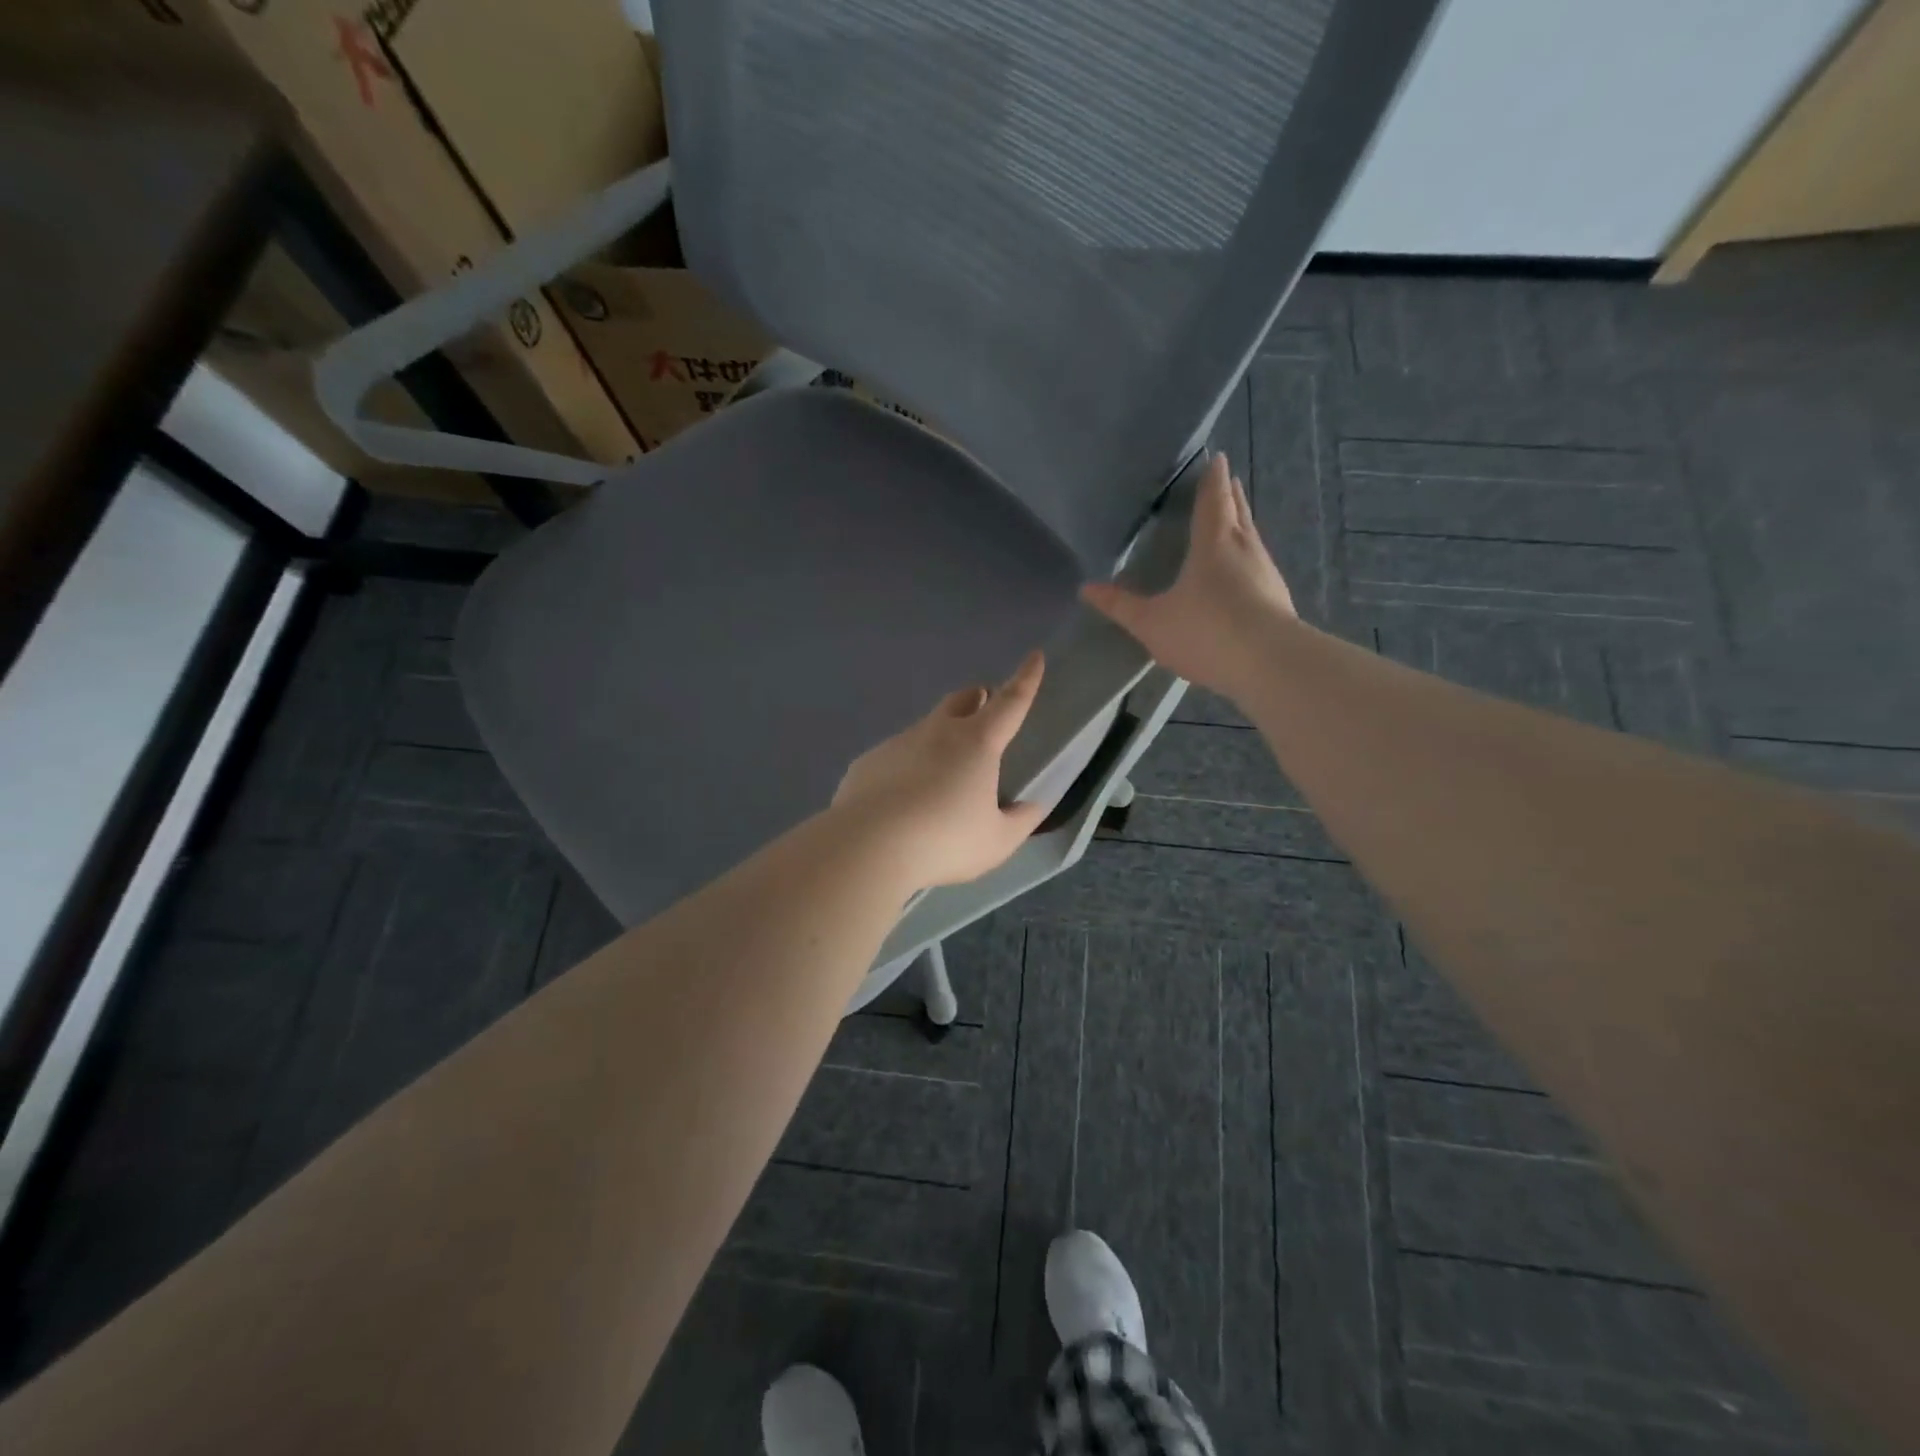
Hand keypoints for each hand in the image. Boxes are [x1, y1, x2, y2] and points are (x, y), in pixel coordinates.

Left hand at [832, 651, 1049, 887]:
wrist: (868, 847)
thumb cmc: (944, 841)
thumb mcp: (996, 841)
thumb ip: (1019, 821)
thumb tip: (1033, 807)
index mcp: (977, 743)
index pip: (1010, 702)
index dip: (1026, 679)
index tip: (1034, 657)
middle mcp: (937, 732)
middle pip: (961, 700)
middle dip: (976, 698)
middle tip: (983, 708)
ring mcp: (898, 743)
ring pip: (925, 729)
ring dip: (939, 738)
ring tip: (941, 775)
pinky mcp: (867, 762)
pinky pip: (894, 757)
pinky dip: (906, 767)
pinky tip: (902, 799)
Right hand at [1081, 453, 1295, 698]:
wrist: (1269, 664)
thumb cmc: (1206, 632)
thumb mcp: (1152, 622)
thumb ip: (1121, 606)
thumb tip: (1086, 588)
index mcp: (1213, 543)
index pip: (1212, 501)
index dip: (1212, 480)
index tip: (1217, 458)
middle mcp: (1244, 549)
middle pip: (1238, 513)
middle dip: (1230, 495)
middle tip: (1228, 479)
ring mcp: (1266, 574)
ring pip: (1253, 538)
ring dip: (1243, 525)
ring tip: (1236, 520)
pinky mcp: (1279, 599)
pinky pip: (1260, 566)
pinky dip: (1250, 558)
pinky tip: (1247, 572)